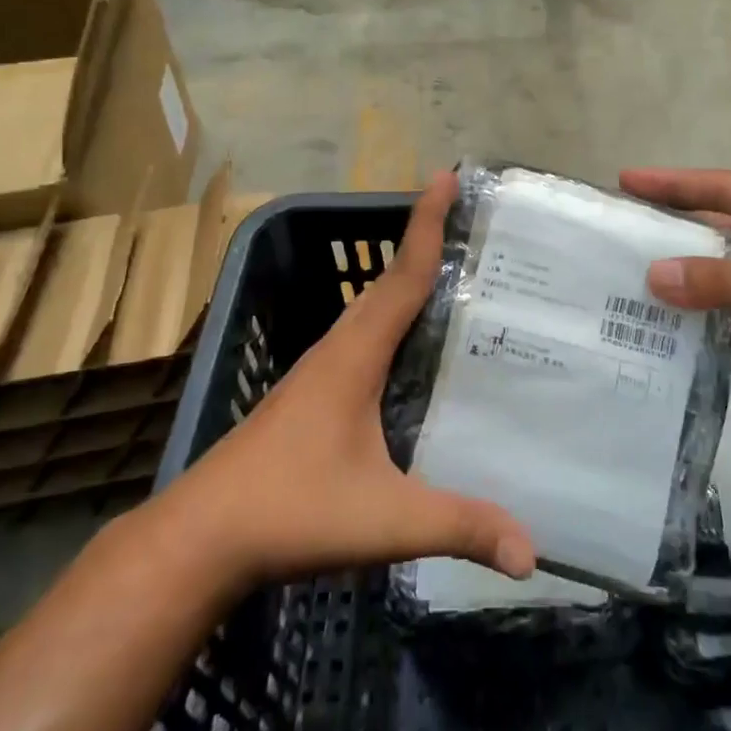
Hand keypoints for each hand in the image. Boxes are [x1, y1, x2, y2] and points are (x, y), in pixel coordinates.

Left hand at [154, 172, 535, 591]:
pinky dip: (391, 323)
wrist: (199, 540)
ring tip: (454, 278)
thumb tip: (532, 554)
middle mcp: (337, 351)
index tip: (447, 176)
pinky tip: (411, 351)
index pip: (402, 277)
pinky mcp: (311, 398)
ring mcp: (318, 374)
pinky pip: (362, 340)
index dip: (427, 225)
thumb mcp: (384, 519)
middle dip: (425, 245)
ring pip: (371, 313)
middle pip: (389, 284)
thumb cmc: (289, 510)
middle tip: (470, 225)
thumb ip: (459, 527)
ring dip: (406, 283)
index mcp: (354, 356)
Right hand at [621, 168, 730, 419]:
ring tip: (641, 290)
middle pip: (722, 229)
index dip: (674, 184)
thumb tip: (655, 275)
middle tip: (624, 237)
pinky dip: (720, 321)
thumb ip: (730, 285)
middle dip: (677, 236)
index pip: (725, 189)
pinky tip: (687, 338)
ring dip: (695, 284)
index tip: (626, 180)